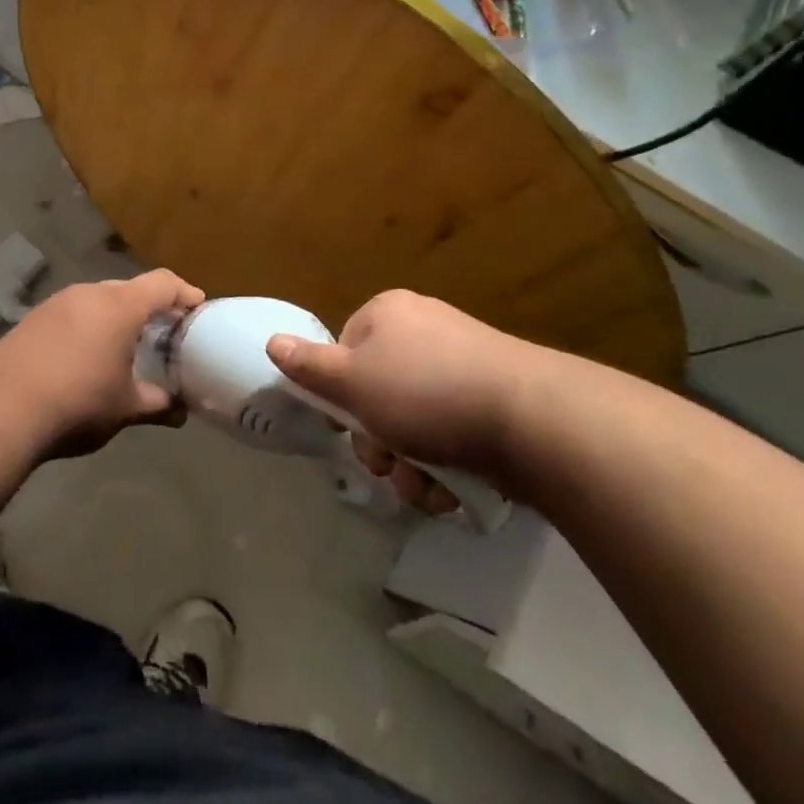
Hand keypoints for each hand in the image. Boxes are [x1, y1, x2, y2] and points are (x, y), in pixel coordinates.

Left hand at [0, 269, 203, 459]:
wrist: (0, 409)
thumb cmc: (77, 403)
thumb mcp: (125, 408)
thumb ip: (158, 404)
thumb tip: (180, 411)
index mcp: (120, 306)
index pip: (163, 284)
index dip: (185, 293)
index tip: (198, 309)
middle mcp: (89, 293)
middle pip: (130, 289)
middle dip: (150, 308)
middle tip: (163, 334)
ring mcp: (57, 303)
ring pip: (98, 300)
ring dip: (116, 317)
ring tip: (123, 347)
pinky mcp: (33, 318)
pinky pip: (73, 313)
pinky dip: (88, 326)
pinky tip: (84, 356)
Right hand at [265, 290, 534, 507]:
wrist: (531, 418)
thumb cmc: (424, 394)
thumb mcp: (352, 382)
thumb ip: (308, 366)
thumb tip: (272, 341)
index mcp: (388, 314)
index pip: (345, 353)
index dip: (342, 397)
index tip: (352, 429)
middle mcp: (424, 330)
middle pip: (379, 393)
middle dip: (380, 442)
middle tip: (389, 466)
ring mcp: (463, 363)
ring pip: (414, 423)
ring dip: (410, 465)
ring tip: (426, 487)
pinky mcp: (494, 398)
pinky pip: (452, 431)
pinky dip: (446, 465)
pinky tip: (454, 489)